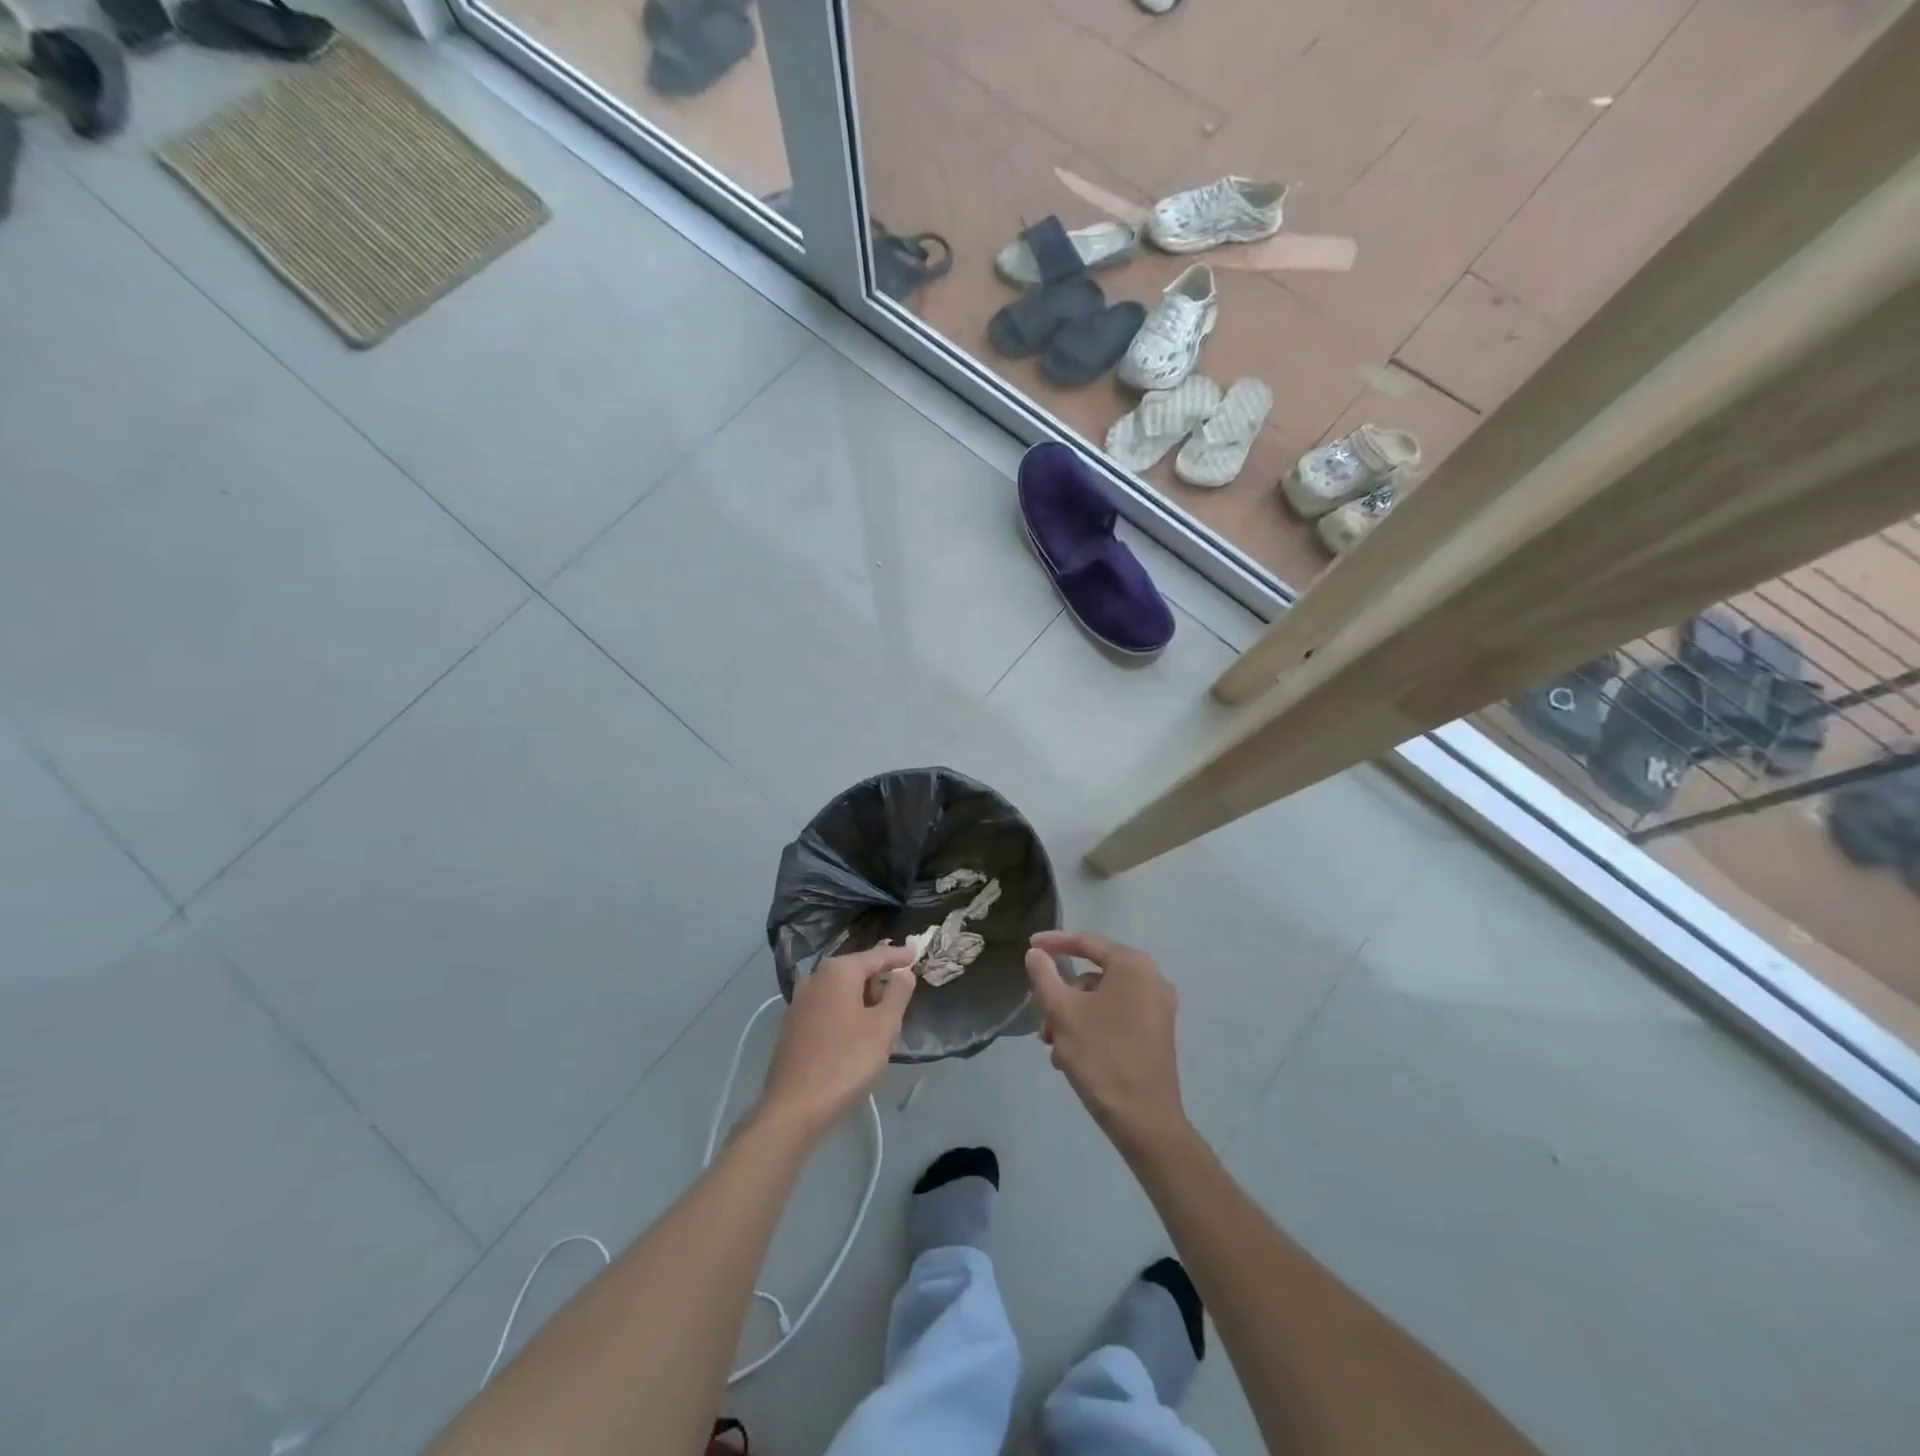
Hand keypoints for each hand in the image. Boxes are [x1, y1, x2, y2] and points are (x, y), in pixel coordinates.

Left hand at [758, 943, 916, 1139]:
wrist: (794, 1108)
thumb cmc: (846, 1062)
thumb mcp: (883, 1027)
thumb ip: (898, 993)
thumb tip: (903, 971)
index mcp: (838, 971)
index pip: (877, 956)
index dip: (899, 956)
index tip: (916, 954)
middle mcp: (816, 978)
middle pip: (857, 970)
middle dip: (879, 983)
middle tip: (899, 1005)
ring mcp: (800, 1001)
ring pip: (842, 991)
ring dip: (863, 1001)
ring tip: (879, 1026)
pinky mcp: (793, 1024)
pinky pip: (828, 1007)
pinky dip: (846, 1013)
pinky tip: (854, 1037)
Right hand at [1025, 931, 1186, 1157]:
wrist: (1145, 1121)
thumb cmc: (1101, 1057)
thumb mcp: (1062, 1013)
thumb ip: (1045, 976)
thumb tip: (1036, 953)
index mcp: (1132, 965)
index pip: (1086, 942)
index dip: (1054, 943)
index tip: (1028, 946)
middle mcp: (1151, 978)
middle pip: (1093, 974)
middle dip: (1062, 994)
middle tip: (1041, 1018)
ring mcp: (1158, 1007)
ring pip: (1103, 998)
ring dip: (1073, 1015)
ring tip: (1052, 1046)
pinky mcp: (1158, 1032)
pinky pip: (1117, 1015)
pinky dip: (1092, 1026)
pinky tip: (1072, 1054)